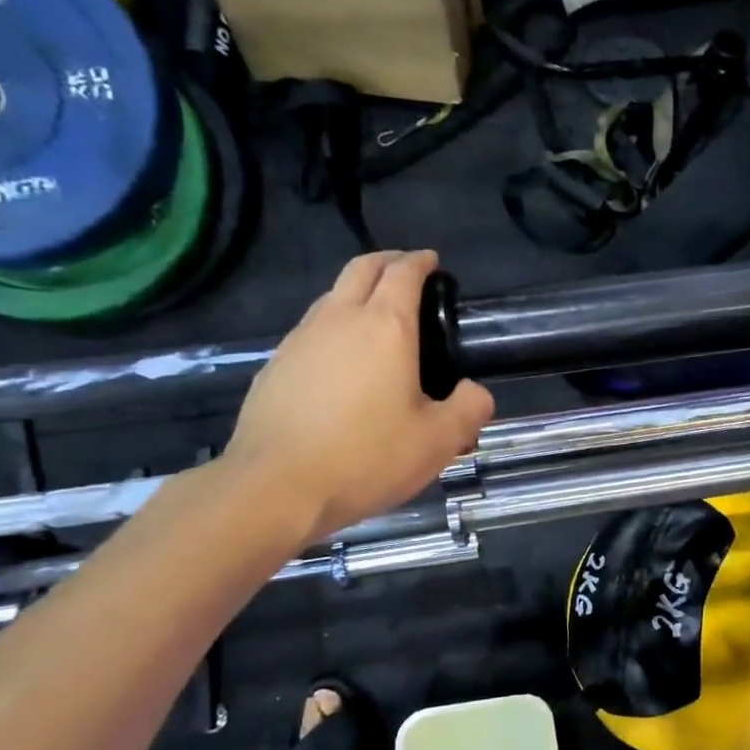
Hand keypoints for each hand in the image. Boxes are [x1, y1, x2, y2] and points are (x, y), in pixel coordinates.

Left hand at [222, 251, 494, 543]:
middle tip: (407, 271)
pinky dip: (333, 327)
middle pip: (361, 269)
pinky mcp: (274, 366)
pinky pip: (311, 330)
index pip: (404, 273)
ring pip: (331, 297)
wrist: (276, 487)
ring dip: (357, 292)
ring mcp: (300, 340)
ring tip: (377, 316)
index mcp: (386, 327)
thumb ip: (470, 409)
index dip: (421, 262)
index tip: (433, 262)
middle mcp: (339, 320)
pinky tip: (342, 362)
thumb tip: (475, 391)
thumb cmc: (367, 457)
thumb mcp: (440, 440)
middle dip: (387, 261)